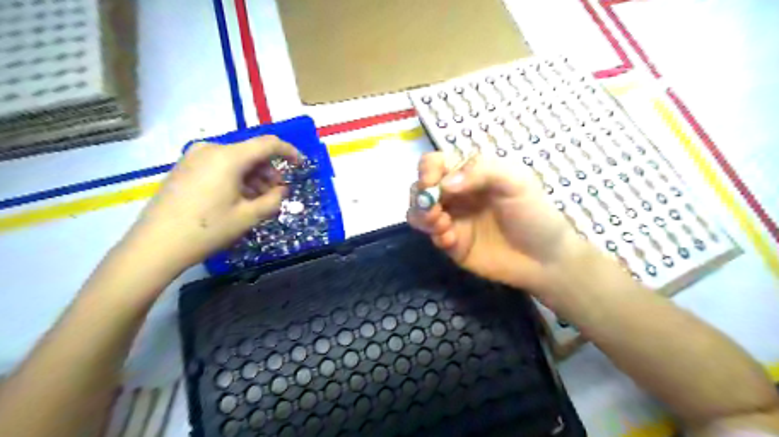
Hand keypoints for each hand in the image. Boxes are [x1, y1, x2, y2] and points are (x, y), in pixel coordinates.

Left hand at [124, 134, 300, 274]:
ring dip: (253, 177)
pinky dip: (235, 178)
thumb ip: (273, 199)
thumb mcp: (249, 216)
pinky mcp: (184, 168)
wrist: (156, 245)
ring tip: (257, 201)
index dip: (288, 151)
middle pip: (251, 152)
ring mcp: (194, 157)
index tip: (300, 165)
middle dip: (269, 171)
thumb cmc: (208, 229)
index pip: (268, 144)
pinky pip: (219, 166)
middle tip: (276, 194)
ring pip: (236, 160)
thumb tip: (282, 190)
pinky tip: (237, 199)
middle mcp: (211, 149)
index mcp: (228, 156)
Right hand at [409, 152, 584, 291]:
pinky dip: (434, 235)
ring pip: (418, 211)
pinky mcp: (451, 242)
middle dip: (421, 196)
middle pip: (420, 187)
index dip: (427, 170)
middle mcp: (456, 194)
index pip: (435, 163)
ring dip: (422, 216)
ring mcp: (452, 219)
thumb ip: (482, 172)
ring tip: (443, 225)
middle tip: (435, 210)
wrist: (544, 259)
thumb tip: (445, 184)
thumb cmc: (533, 213)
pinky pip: (430, 235)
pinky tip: (451, 241)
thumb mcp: (516, 182)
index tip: (431, 183)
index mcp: (469, 174)